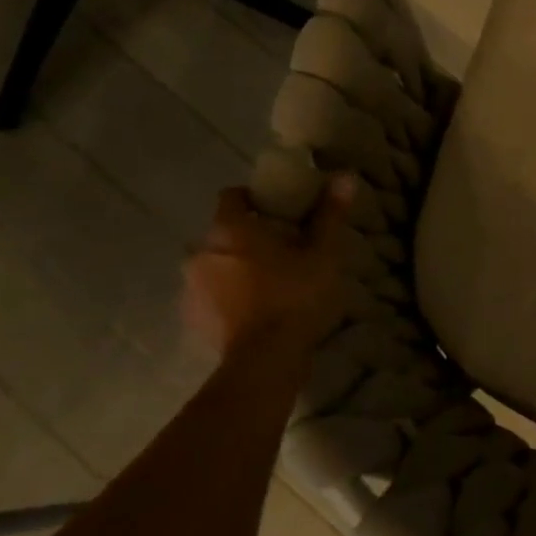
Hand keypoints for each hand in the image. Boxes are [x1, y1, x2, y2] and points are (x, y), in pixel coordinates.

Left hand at [183, 180, 355, 361]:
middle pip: (223, 233)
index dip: (253, 199)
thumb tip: (344, 175)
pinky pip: (210, 296)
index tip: (277, 212)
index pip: (231, 196)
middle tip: (282, 251)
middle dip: (247, 238)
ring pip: (215, 265)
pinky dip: (227, 297)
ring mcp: (191, 287)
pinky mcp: (192, 317)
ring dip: (235, 269)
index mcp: (230, 228)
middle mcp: (201, 251)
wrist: (265, 360)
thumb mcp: (323, 255)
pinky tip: (253, 312)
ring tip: (268, 284)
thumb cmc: (295, 297)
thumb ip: (329, 215)